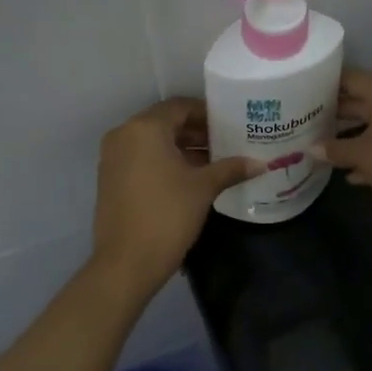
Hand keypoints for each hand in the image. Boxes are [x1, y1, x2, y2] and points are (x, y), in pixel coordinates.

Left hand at [92, 99, 259, 295]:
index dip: (207, 114)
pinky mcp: (110, 179)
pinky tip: (189, 179)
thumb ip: (231, 169)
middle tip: (225, 144)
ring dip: (181, 148)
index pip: (180, 107)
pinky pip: (141, 158)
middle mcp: (123, 135)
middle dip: (195, 132)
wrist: (127, 262)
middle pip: (165, 123)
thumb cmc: (168, 216)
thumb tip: (261, 163)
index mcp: (144, 128)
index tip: (230, 125)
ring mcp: (112, 158)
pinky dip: (164, 162)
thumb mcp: (204, 188)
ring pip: (152, 142)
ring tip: (213, 163)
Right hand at [316, 69, 371, 224]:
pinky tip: (353, 173)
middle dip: (336, 113)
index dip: (325, 85)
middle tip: (308, 122)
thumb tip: (311, 148)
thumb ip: (335, 150)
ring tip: (325, 147)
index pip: (350, 78)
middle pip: (362, 100)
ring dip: (353, 134)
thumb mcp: (363, 157)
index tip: (303, 94)